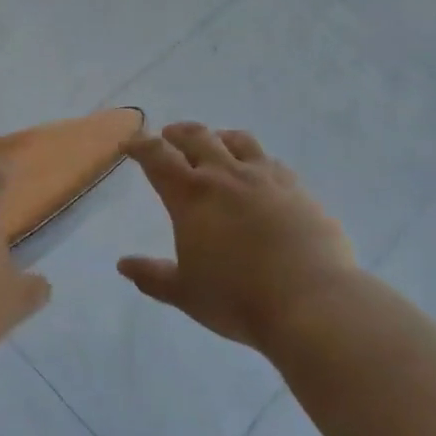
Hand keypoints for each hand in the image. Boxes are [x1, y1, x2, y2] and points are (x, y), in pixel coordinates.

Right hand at [118, 123, 355, 351]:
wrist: (312, 302)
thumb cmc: (238, 299)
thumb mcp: (185, 293)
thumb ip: (152, 276)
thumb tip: (124, 265)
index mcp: (192, 196)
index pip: (157, 157)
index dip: (140, 146)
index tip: (129, 144)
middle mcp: (226, 176)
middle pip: (197, 137)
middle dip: (176, 134)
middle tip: (167, 137)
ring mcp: (266, 178)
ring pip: (237, 140)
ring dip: (217, 137)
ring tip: (213, 143)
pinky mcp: (298, 189)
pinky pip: (271, 161)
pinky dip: (254, 159)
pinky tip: (257, 173)